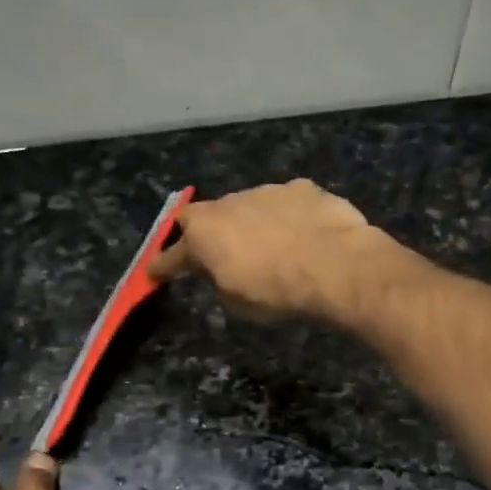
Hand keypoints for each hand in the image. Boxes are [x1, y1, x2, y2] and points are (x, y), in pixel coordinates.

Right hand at [149, 179, 389, 322]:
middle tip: (217, 252)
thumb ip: (219, 280)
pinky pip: (286, 203)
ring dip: (251, 222)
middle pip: (207, 217)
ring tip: (268, 245)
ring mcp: (266, 191)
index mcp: (204, 234)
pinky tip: (302, 233)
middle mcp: (228, 204)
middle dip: (208, 234)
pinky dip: (287, 217)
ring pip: (248, 205)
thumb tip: (220, 270)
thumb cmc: (277, 291)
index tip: (155, 274)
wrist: (335, 264)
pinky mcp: (302, 188)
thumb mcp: (237, 301)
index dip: (165, 266)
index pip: (174, 254)